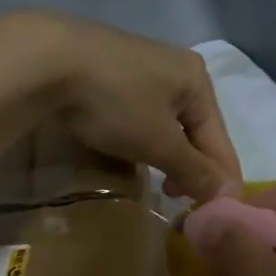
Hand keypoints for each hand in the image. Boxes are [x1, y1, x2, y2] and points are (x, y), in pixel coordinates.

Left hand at [0, 11, 241, 201]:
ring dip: (169, 155)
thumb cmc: (115, 103)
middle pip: (196, 130)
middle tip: (180, 199)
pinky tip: (131, 149)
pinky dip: (144, 137)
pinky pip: (141, 112)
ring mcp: (141, 64)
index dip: (221, 181)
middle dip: (193, 168)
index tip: (216, 216)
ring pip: (168, 122)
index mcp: (198, 80)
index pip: (221, 141)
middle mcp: (176, 67)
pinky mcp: (110, 68)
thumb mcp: (160, 143)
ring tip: (159, 181)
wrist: (46, 60)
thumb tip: (229, 196)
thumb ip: (196, 171)